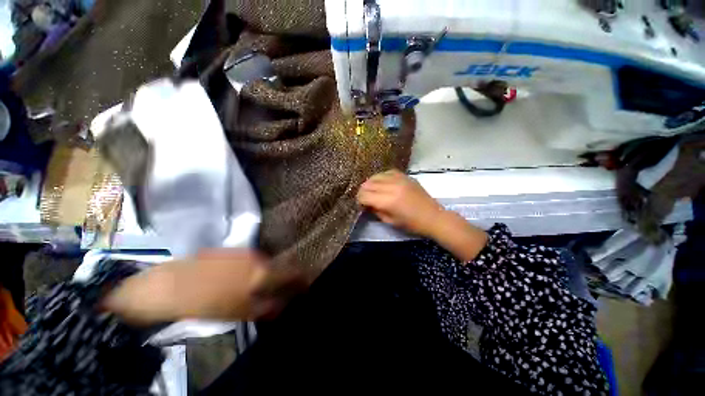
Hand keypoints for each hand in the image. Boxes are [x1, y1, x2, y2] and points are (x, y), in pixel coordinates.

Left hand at [103, 250, 302, 325]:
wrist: (170, 285)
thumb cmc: (207, 303)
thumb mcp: (241, 312)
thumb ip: (267, 306)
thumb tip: (284, 303)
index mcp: (263, 272)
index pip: (293, 272)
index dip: (302, 279)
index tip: (305, 286)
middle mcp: (259, 257)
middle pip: (282, 265)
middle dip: (287, 276)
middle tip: (284, 288)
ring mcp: (246, 251)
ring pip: (268, 261)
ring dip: (271, 272)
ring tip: (265, 285)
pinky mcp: (234, 250)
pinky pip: (254, 259)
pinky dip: (257, 268)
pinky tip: (246, 278)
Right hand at [357, 169, 444, 237]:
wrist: (433, 217)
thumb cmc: (411, 224)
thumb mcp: (390, 221)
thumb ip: (376, 210)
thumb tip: (367, 203)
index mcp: (387, 201)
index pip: (364, 195)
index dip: (359, 200)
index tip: (361, 204)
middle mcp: (391, 187)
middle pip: (368, 184)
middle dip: (363, 191)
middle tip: (365, 198)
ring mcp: (399, 179)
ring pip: (376, 176)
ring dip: (371, 183)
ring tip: (372, 190)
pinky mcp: (405, 176)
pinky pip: (387, 172)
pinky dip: (382, 177)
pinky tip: (382, 182)